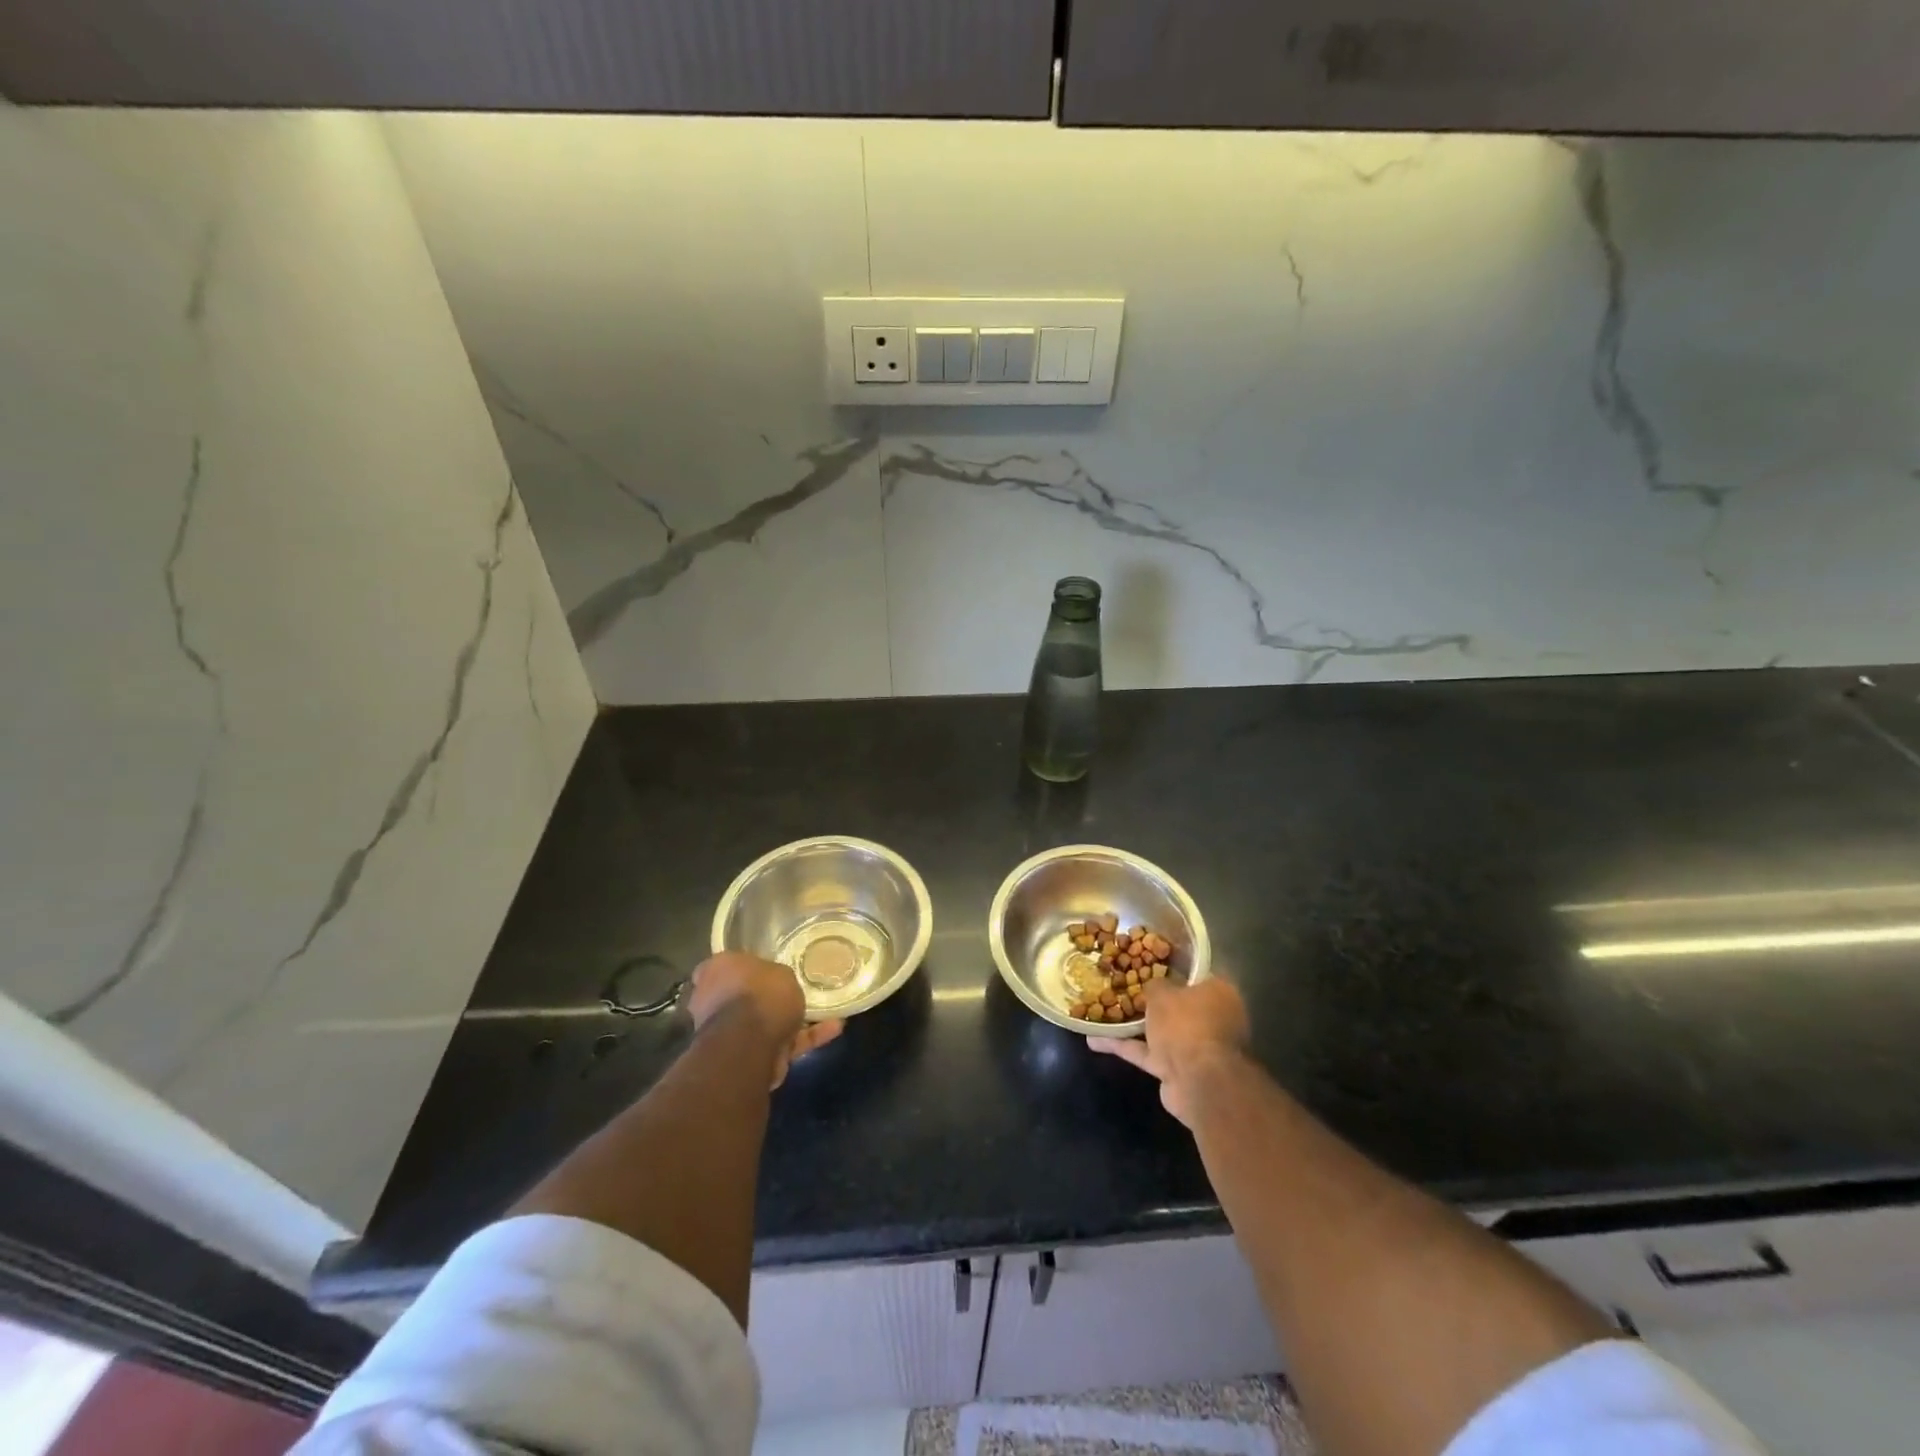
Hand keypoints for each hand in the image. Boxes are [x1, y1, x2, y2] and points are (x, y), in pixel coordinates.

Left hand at [687, 952, 842, 1088]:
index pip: (724, 965)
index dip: (744, 966)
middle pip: (743, 996)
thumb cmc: (760, 993)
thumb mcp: (777, 970)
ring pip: (764, 1023)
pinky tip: (834, 1028)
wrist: (750, 1043)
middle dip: (767, 997)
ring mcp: (729, 1033)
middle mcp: (713, 1002)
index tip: (765, 968)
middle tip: (795, 991)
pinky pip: (781, 1043)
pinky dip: (806, 1038)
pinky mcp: (749, 1056)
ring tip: (828, 1011)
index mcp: (714, 972)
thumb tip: (773, 981)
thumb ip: (775, 975)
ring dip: (794, 1020)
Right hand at [1088, 977, 1250, 1126]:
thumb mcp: (1163, 993)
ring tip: (1103, 1011)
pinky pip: (1147, 1052)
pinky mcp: (1177, 1070)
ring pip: (1161, 1030)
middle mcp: (1212, 1019)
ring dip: (1134, 1025)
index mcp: (1219, 994)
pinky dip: (1124, 1046)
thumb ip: (1155, 985)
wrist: (1196, 1081)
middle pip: (1178, 1005)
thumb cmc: (1186, 1023)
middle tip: (1124, 987)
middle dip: (1152, 1001)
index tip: (1148, 962)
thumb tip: (1154, 986)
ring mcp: (1195, 1047)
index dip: (1173, 968)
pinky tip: (1095, 1040)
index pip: (1197, 975)